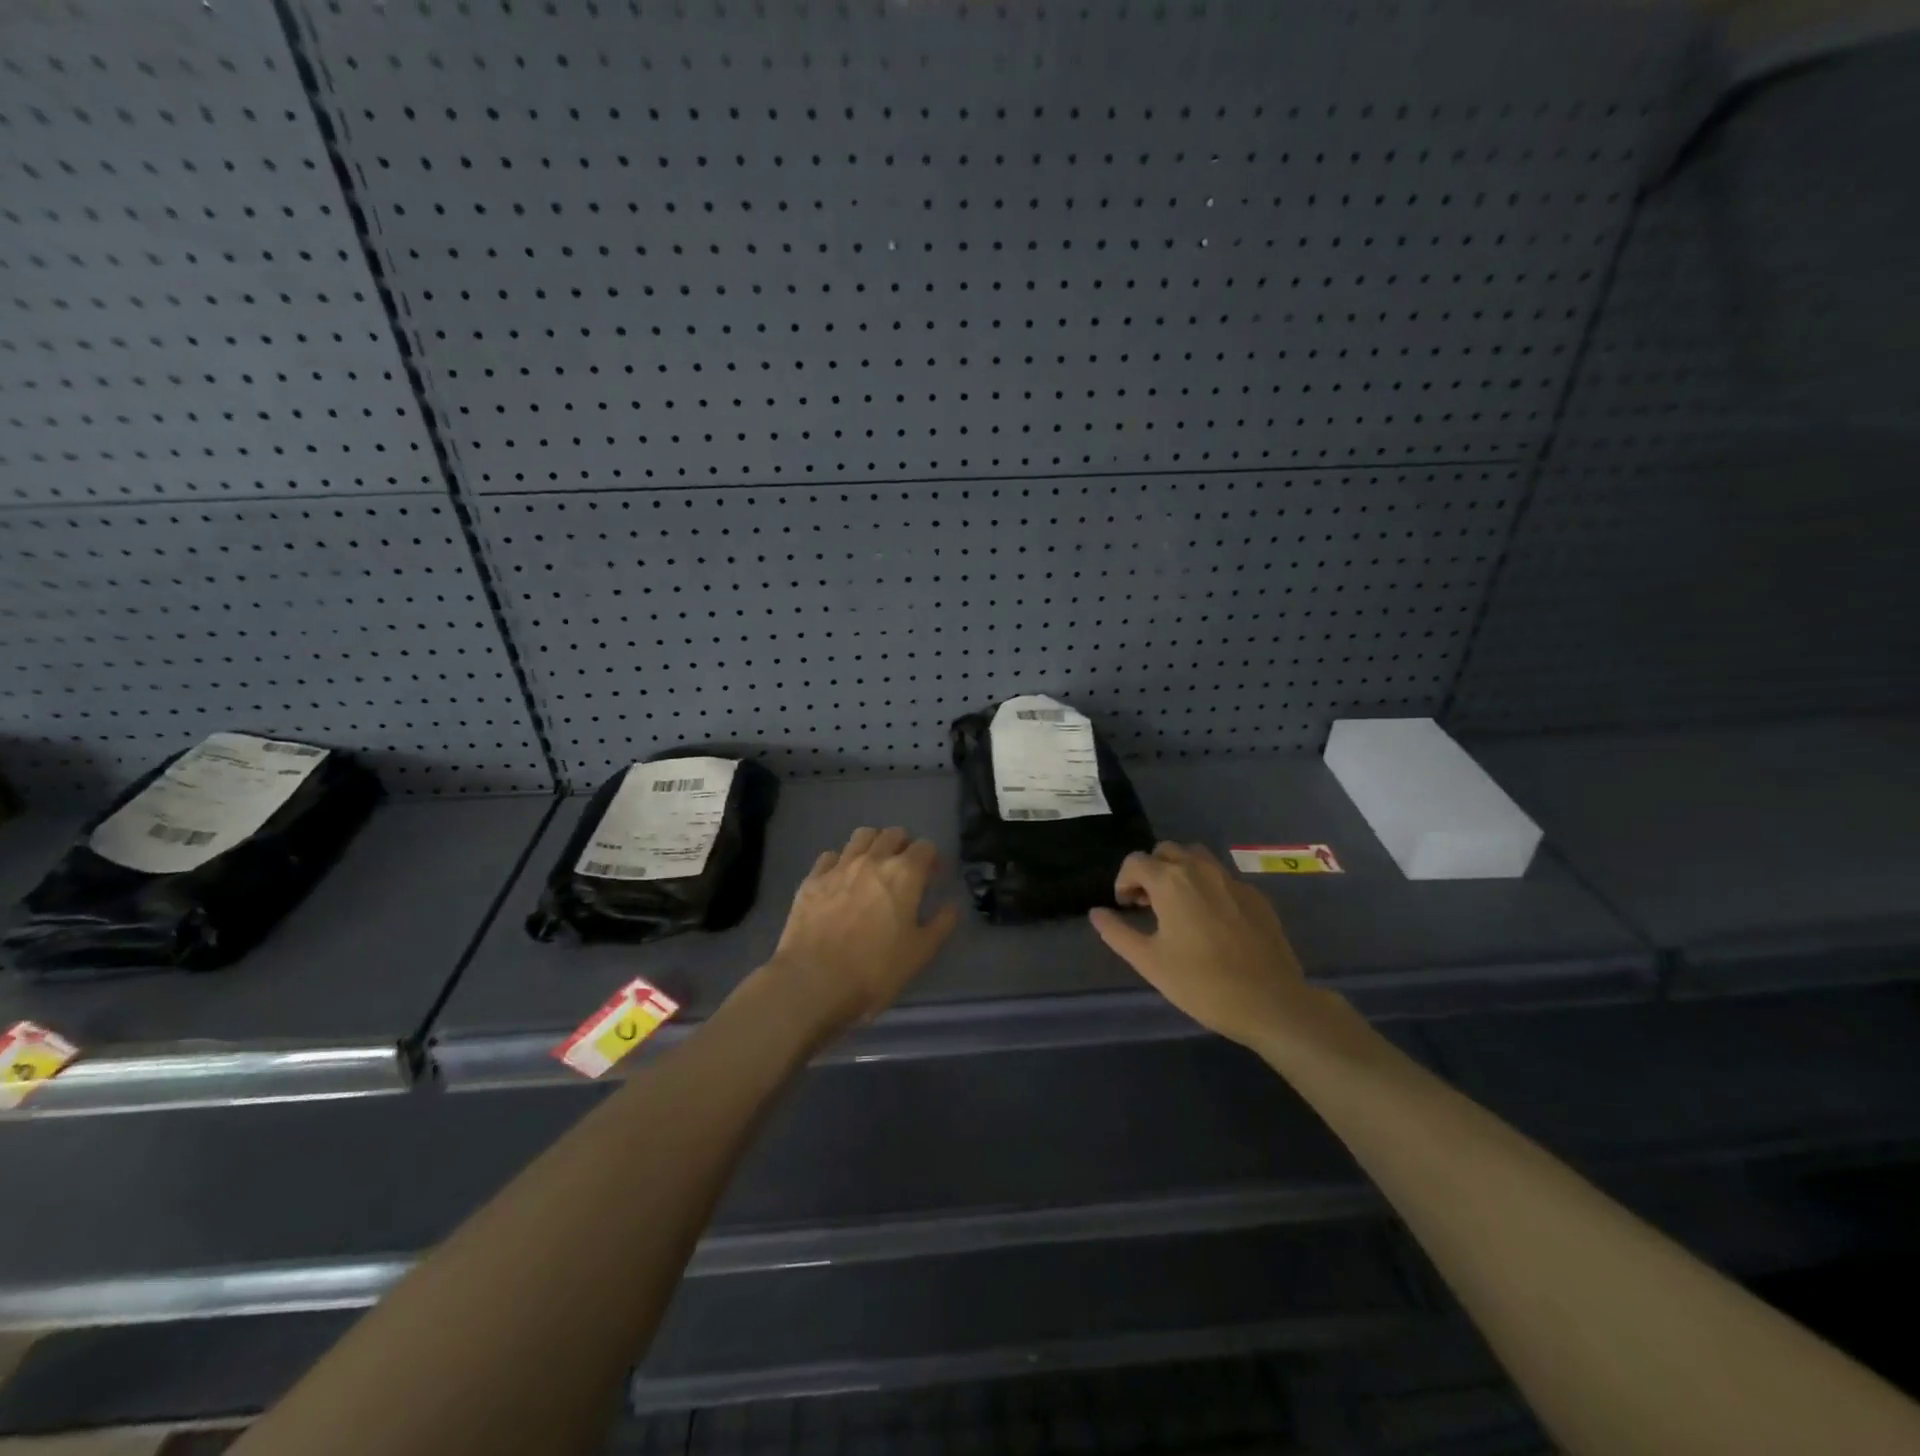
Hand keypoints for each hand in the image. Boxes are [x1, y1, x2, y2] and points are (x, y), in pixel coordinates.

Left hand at [765, 826, 959, 1032]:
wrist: (814, 982)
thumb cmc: (875, 970)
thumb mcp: (920, 953)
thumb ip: (941, 924)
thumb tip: (950, 906)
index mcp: (904, 874)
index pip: (925, 846)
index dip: (931, 859)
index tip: (931, 876)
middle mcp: (873, 860)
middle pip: (893, 834)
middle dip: (903, 845)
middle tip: (904, 870)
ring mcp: (839, 866)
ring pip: (861, 836)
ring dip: (873, 844)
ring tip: (873, 867)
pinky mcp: (812, 879)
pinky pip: (830, 856)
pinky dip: (840, 862)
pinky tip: (840, 882)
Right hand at [1090, 843, 1341, 1050]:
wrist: (1271, 1003)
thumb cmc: (1202, 984)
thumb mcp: (1149, 962)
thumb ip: (1117, 932)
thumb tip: (1096, 912)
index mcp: (1170, 881)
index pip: (1135, 862)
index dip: (1123, 882)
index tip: (1125, 908)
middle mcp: (1200, 870)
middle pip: (1166, 851)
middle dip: (1151, 871)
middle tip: (1147, 904)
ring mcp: (1232, 880)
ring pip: (1197, 857)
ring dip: (1180, 871)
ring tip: (1178, 905)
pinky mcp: (1256, 896)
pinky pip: (1222, 878)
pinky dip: (1207, 887)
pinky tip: (1211, 921)